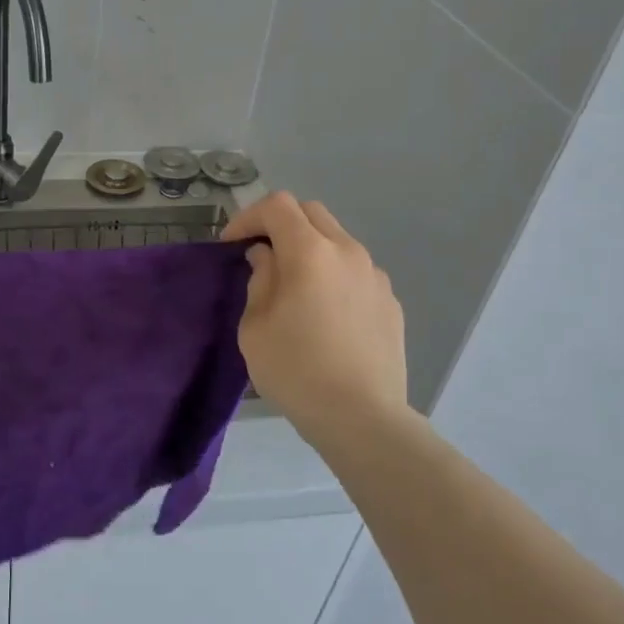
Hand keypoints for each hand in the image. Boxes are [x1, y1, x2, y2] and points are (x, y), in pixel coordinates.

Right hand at [221, 192, 410, 443]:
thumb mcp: (255, 326)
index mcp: (310, 252)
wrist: (362, 418)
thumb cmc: (296, 371)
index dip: (248, 217)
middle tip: (261, 256)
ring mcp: (375, 276)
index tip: (233, 245)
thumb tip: (268, 257)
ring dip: (310, 249)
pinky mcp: (390, 301)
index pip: (277, 206)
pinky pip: (356, 271)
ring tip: (295, 286)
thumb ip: (260, 279)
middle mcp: (348, 252)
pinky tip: (325, 314)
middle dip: (280, 224)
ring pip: (337, 240)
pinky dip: (333, 275)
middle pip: (311, 213)